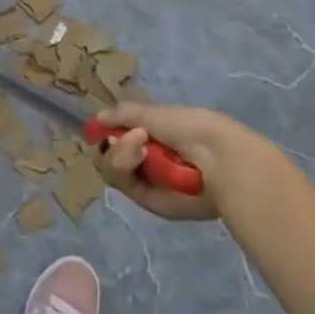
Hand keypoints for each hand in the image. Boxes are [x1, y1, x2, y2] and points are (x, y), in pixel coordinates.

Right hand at [90, 101, 274, 221]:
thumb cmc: (188, 127)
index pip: (114, 138)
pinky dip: (125, 165)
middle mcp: (144, 160)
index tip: (100, 128)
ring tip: (140, 145)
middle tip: (131, 137)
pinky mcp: (148, 201)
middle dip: (112, 144)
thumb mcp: (151, 112)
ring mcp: (145, 181)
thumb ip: (122, 115)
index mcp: (149, 137)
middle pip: (106, 156)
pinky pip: (121, 183)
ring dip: (119, 152)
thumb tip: (97, 119)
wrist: (216, 157)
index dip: (104, 133)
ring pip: (110, 169)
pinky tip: (141, 155)